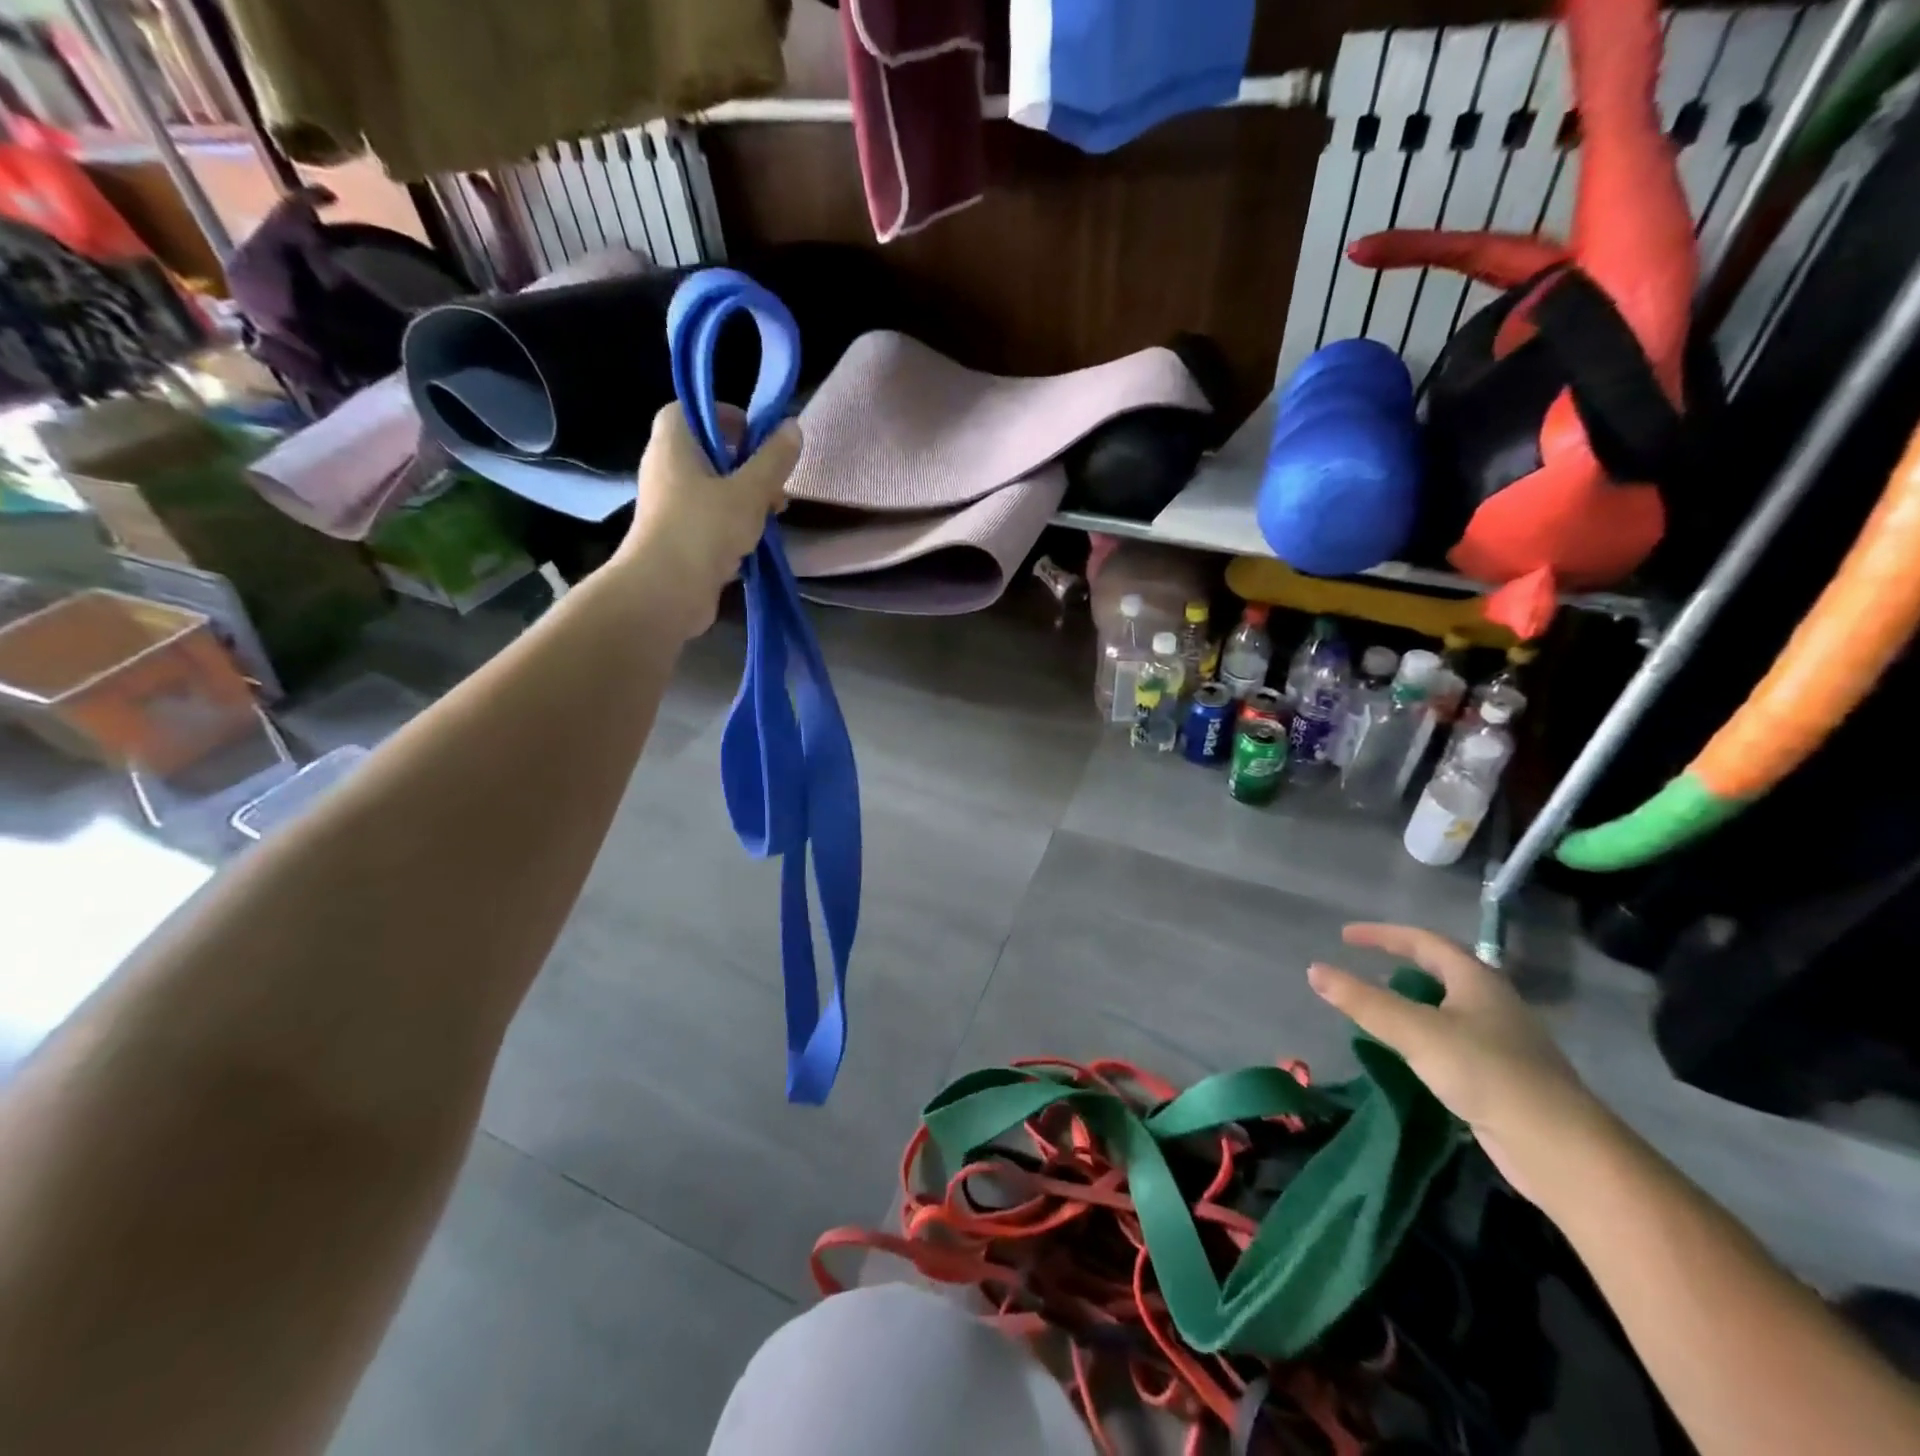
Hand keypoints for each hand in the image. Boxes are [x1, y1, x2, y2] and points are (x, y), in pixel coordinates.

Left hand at [614, 402, 800, 637]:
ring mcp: (668, 506)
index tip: (756, 434)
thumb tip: (792, 426)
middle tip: (775, 482)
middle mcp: (664, 469)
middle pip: (707, 452)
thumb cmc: (704, 528)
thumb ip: (773, 460)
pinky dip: (732, 525)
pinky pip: (708, 520)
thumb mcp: (750, 491)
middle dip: (746, 464)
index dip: (723, 415)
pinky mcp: (675, 538)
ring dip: (744, 498)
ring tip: (773, 515)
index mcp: (673, 444)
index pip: (690, 410)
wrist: (665, 591)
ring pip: (711, 489)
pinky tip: (755, 542)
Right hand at [1309, 924, 1611, 1203]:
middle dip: (1401, 963)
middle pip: (1442, 970)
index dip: (1382, 935)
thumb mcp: (1415, 1031)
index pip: (1424, 941)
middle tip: (1364, 966)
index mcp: (1477, 980)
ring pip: (1449, 1007)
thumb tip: (1314, 970)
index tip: (1345, 936)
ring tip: (1379, 1008)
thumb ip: (1363, 1001)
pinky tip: (1410, 1054)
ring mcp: (1503, 1041)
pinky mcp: (1504, 1077)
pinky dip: (1424, 1035)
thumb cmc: (1486, 1073)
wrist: (1561, 1150)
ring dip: (1412, 1001)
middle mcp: (1493, 1003)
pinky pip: (1454, 1040)